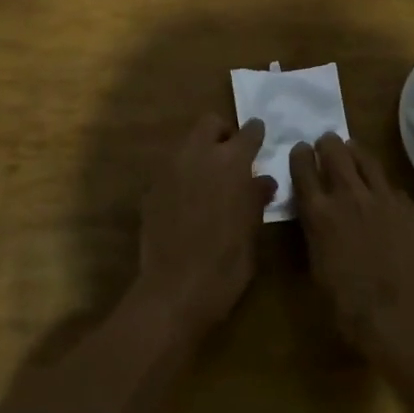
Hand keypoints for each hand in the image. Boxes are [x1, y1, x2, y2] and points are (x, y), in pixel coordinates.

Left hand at [135, 113, 276, 335]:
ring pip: (187, 143)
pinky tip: (188, 199)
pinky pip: (171, 169)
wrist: (176, 288)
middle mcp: (198, 155)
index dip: (255, 134)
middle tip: (232, 155)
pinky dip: (183, 174)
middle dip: (222, 133)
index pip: (248, 133)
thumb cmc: (227, 261)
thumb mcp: (252, 229)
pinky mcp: (151, 188)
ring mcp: (169, 169)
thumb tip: (263, 181)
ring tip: (210, 178)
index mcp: (231, 161)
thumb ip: (256, 197)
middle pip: (209, 124)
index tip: (259, 137)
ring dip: (200, 152)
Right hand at [290, 134, 413, 355]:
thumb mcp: (318, 269)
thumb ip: (315, 234)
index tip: (300, 149)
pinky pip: (392, 188)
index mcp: (319, 213)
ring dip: (355, 152)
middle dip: (327, 144)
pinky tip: (383, 194)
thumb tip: (317, 220)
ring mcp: (384, 199)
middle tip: (326, 142)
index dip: (299, 155)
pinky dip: (382, 186)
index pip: (303, 169)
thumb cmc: (351, 307)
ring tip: (352, 149)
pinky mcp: (411, 209)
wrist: (407, 318)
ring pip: (367, 160)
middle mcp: (350, 196)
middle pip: (335, 152)